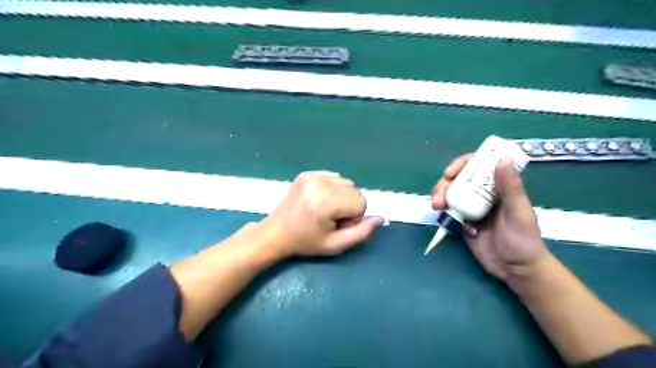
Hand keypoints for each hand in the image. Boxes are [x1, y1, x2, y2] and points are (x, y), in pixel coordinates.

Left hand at [257, 171, 381, 256]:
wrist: (276, 233)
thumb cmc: (306, 242)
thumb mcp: (336, 245)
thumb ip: (361, 233)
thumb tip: (380, 218)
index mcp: (325, 203)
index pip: (361, 203)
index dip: (354, 218)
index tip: (337, 226)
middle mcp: (319, 185)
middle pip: (355, 191)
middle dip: (349, 206)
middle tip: (331, 219)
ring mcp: (311, 176)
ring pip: (346, 183)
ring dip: (342, 197)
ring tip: (325, 210)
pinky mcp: (306, 173)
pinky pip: (334, 177)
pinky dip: (332, 188)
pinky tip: (319, 200)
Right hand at [435, 154, 548, 285]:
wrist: (516, 269)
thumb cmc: (524, 240)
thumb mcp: (519, 213)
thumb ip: (510, 188)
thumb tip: (501, 160)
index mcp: (497, 187)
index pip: (476, 167)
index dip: (460, 165)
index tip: (450, 172)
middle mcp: (481, 194)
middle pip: (456, 180)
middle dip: (443, 185)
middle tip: (438, 198)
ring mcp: (470, 208)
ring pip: (449, 194)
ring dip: (439, 198)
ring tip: (437, 208)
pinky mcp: (462, 222)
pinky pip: (448, 213)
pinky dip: (445, 215)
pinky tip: (455, 226)